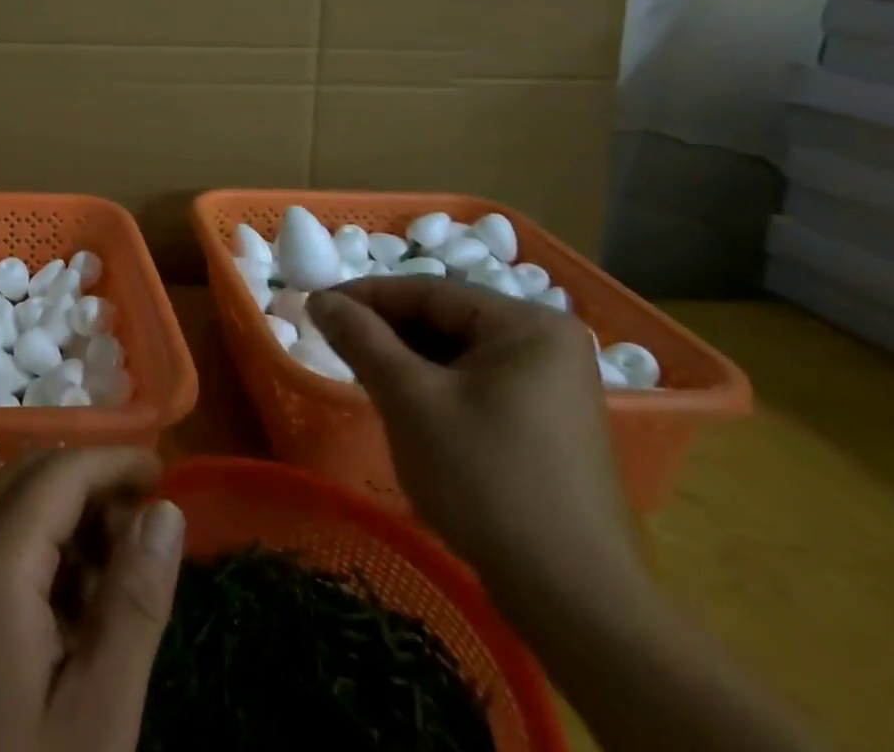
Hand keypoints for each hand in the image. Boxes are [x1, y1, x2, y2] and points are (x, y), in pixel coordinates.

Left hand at [0, 448, 185, 751]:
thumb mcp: (97, 714)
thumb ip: (134, 602)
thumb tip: (166, 510)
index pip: (62, 470)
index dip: (116, 461)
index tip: (167, 474)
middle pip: (34, 475)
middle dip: (94, 486)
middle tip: (147, 532)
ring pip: (15, 505)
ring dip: (70, 519)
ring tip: (118, 584)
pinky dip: (43, 551)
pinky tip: (74, 613)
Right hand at [308, 277, 644, 604]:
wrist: (576, 602)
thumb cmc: (487, 480)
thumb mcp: (410, 399)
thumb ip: (361, 339)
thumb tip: (318, 299)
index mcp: (528, 325)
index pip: (429, 290)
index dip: (366, 296)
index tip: (316, 309)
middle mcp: (548, 344)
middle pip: (445, 319)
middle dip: (386, 331)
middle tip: (334, 344)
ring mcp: (553, 386)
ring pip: (457, 353)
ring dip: (405, 360)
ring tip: (360, 374)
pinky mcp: (547, 424)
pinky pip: (476, 383)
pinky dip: (434, 387)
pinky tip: (402, 407)